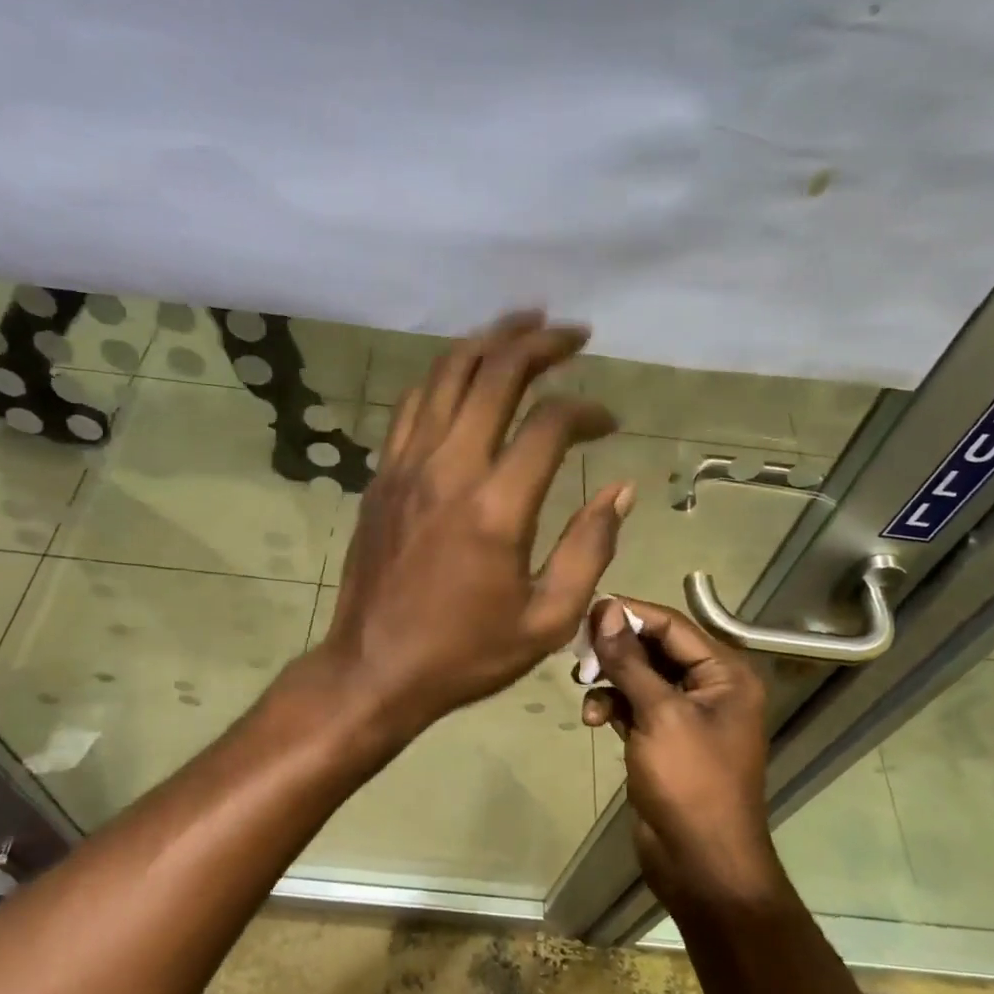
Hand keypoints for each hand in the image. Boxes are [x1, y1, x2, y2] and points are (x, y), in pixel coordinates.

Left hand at [317, 311, 633, 737]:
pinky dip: (443, 376)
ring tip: (522, 325)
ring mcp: (406, 466)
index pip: (549, 423)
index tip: (607, 424)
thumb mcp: (547, 619)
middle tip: (572, 332)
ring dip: (487, 341)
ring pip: (446, 375)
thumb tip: (619, 490)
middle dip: (539, 343)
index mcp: (497, 507)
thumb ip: (589, 548)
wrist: (374, 669)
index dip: (587, 411)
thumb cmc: (465, 653)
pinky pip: (412, 405)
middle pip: (494, 374)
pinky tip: (464, 373)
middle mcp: (449, 469)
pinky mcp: (381, 476)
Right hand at [581, 599, 786, 906]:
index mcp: (725, 674)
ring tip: (582, 686)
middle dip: (615, 649)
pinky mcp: (663, 738)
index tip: (586, 610)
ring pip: (639, 676)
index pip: (672, 625)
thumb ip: (629, 660)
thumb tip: (605, 610)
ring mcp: (686, 714)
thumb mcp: (659, 714)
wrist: (701, 863)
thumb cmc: (690, 782)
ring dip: (610, 679)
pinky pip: (634, 705)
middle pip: (654, 648)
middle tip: (576, 650)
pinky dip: (612, 705)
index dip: (629, 614)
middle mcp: (709, 687)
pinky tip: (593, 719)